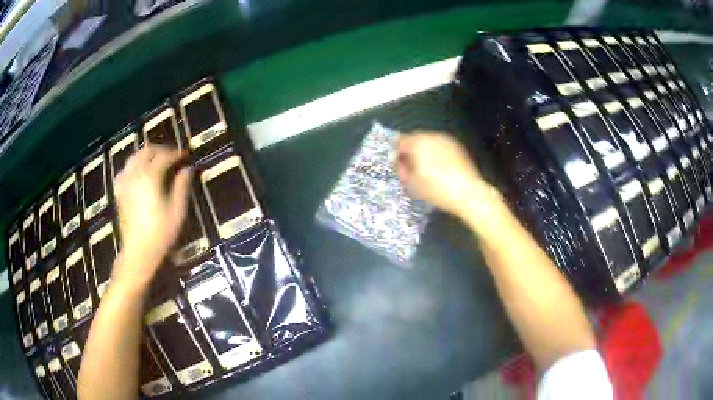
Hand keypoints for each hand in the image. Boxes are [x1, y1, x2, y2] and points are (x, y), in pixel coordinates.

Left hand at [112, 145, 192, 288]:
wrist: (138, 252)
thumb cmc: (161, 233)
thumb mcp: (177, 211)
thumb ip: (182, 186)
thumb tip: (188, 169)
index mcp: (150, 177)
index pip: (164, 157)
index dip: (176, 154)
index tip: (186, 155)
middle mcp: (136, 174)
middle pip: (147, 151)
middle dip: (160, 150)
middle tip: (171, 156)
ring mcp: (125, 182)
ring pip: (134, 157)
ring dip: (146, 155)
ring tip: (156, 162)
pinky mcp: (119, 192)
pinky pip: (124, 171)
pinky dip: (132, 167)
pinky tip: (137, 173)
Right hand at [396, 131, 498, 218]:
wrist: (468, 194)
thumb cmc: (438, 190)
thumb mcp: (413, 184)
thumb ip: (402, 170)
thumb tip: (400, 164)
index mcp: (418, 143)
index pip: (401, 141)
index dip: (397, 153)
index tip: (398, 165)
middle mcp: (432, 137)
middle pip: (415, 139)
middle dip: (411, 150)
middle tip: (410, 167)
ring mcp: (446, 140)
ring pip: (428, 141)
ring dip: (424, 151)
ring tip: (425, 168)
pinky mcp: (456, 147)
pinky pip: (440, 145)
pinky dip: (435, 152)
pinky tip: (438, 167)